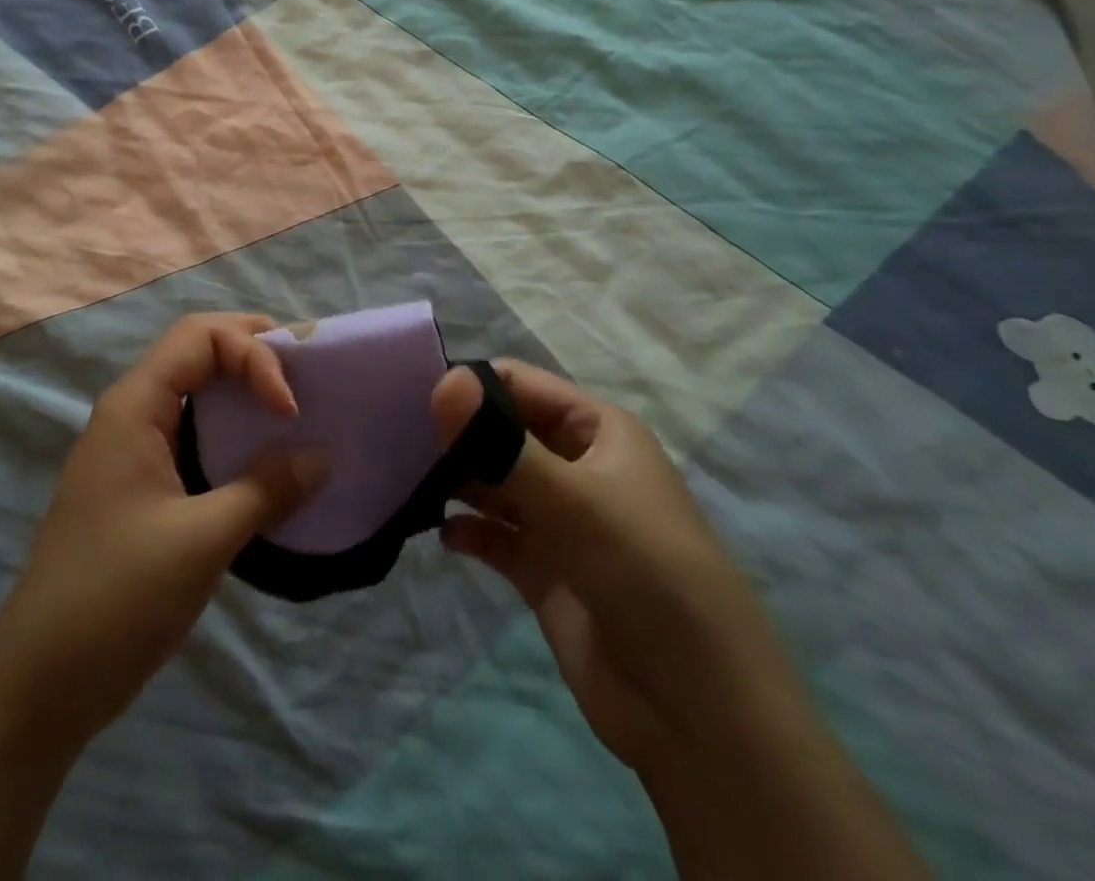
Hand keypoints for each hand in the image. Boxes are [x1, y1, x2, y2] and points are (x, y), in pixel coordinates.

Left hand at [0, 313, 329, 753]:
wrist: (40, 684)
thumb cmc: (116, 599)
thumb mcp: (201, 542)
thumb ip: (266, 490)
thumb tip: (323, 456)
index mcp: (134, 407)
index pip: (200, 336)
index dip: (254, 354)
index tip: (290, 410)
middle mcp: (131, 413)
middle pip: (197, 351)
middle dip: (254, 354)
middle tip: (306, 378)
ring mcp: (133, 450)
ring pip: (195, 393)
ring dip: (245, 392)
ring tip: (296, 412)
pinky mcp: (141, 486)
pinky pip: (193, 435)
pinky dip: (232, 434)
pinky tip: (265, 463)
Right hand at [431, 360, 800, 771]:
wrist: (699, 713)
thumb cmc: (644, 573)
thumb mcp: (574, 499)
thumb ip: (501, 442)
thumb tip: (441, 381)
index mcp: (596, 431)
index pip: (519, 385)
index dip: (468, 386)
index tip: (412, 399)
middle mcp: (576, 466)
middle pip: (500, 431)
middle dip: (454, 434)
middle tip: (395, 440)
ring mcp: (558, 520)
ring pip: (492, 481)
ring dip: (455, 480)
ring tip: (409, 482)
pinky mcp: (543, 569)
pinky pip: (493, 535)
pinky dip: (466, 530)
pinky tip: (445, 535)